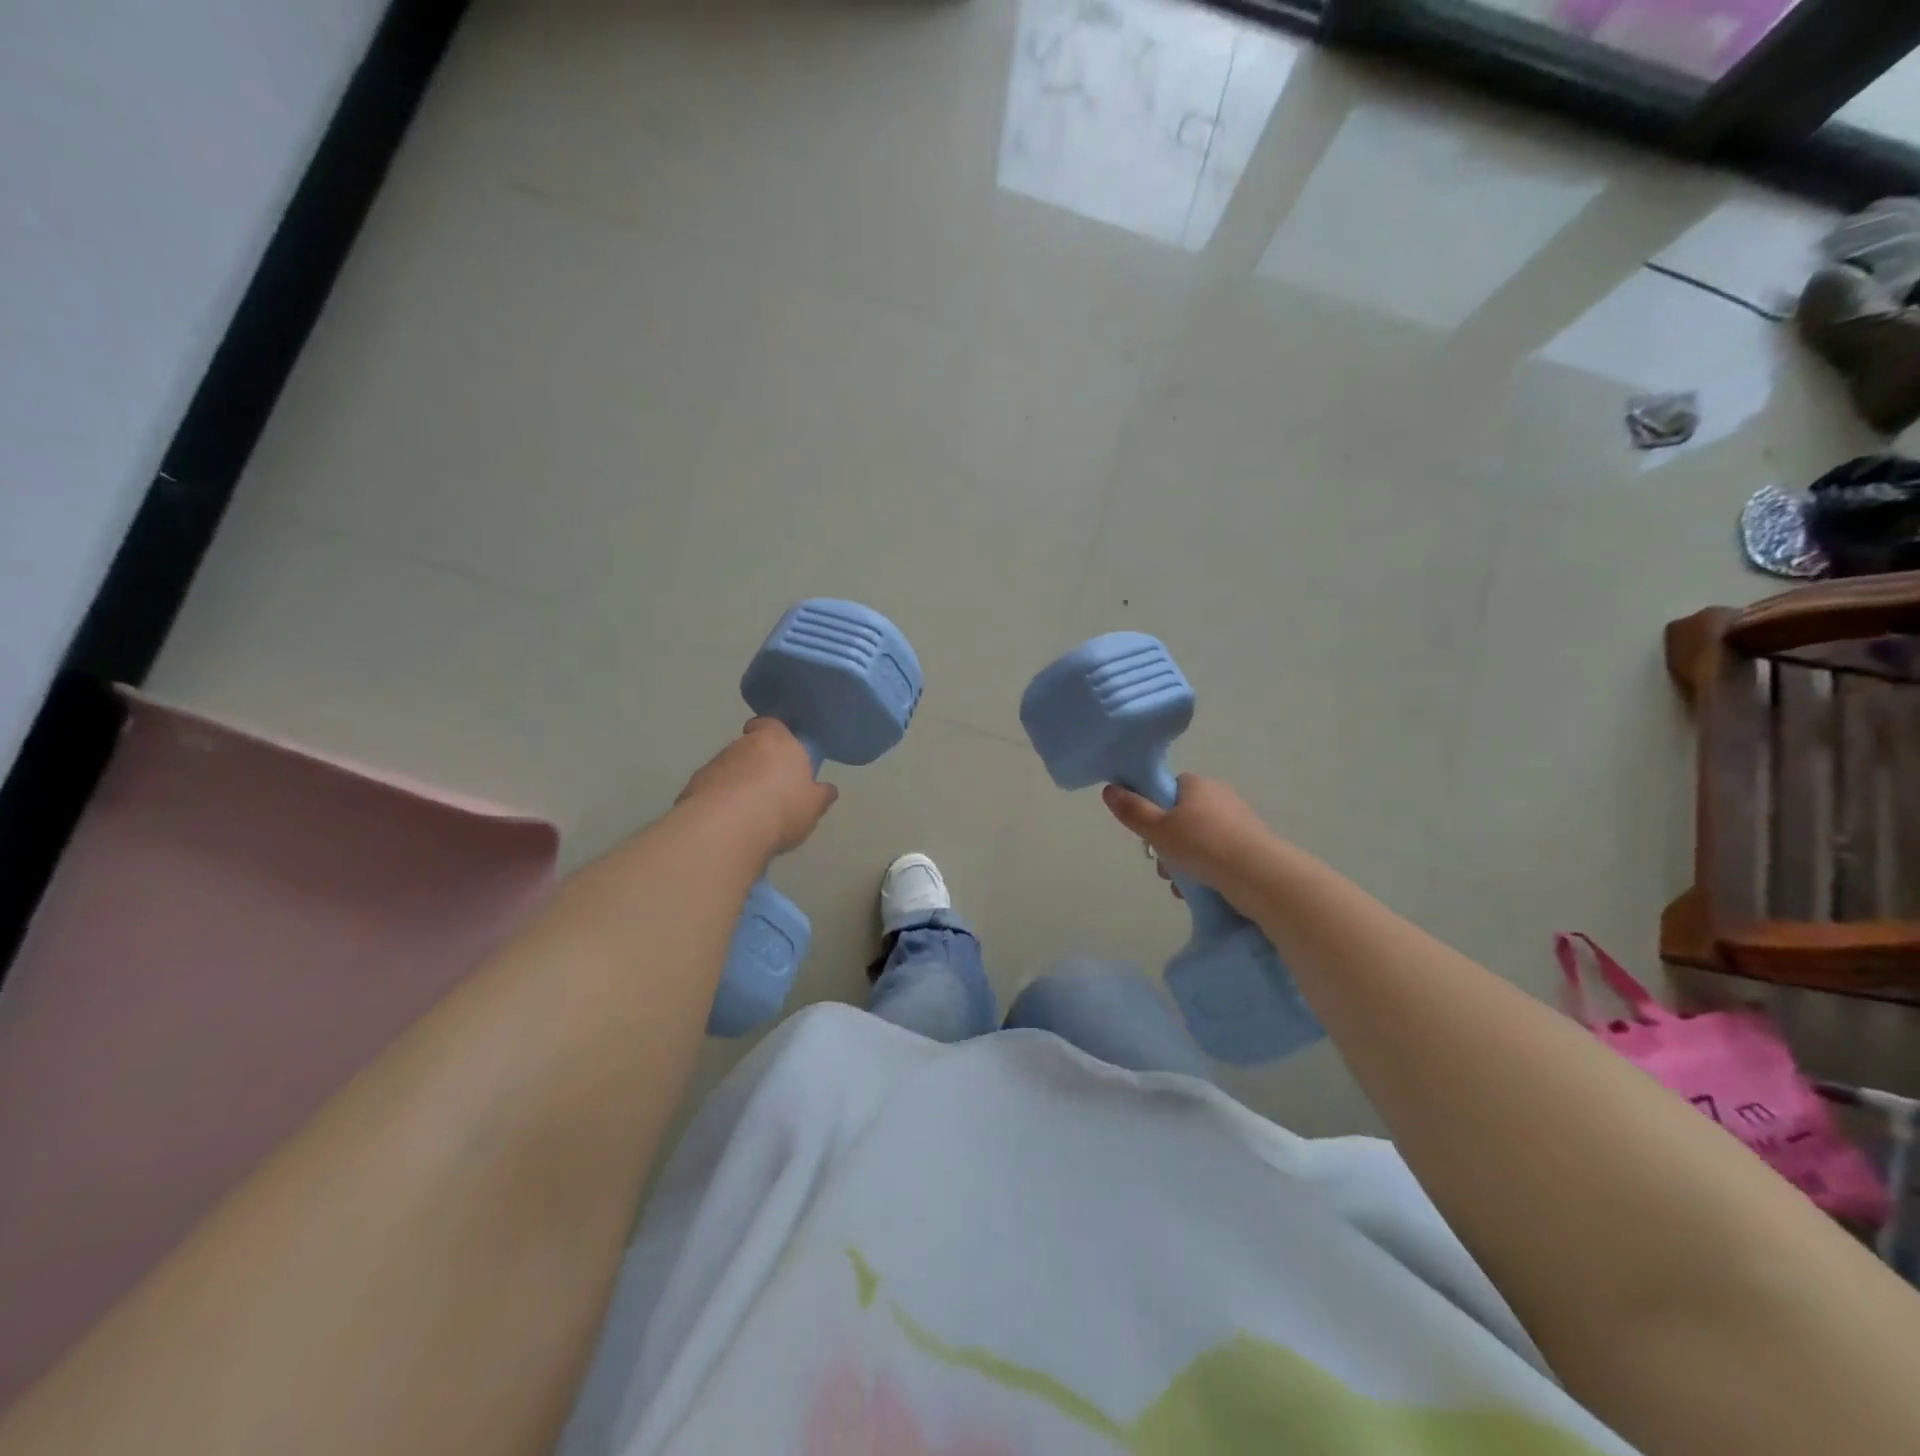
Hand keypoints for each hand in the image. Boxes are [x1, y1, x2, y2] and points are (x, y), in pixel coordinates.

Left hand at [676, 719, 837, 856]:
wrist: (726, 829)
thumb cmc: (781, 808)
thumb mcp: (813, 806)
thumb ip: (820, 795)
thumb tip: (827, 789)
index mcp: (776, 740)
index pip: (771, 723)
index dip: (775, 735)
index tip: (782, 753)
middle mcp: (742, 744)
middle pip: (749, 747)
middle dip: (756, 764)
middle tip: (769, 791)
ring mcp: (713, 764)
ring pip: (728, 768)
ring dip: (735, 783)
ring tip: (747, 814)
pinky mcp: (692, 787)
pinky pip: (711, 790)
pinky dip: (718, 802)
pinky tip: (727, 824)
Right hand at [1102, 774, 1276, 904]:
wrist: (1259, 875)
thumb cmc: (1202, 845)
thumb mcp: (1157, 830)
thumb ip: (1133, 811)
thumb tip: (1109, 789)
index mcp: (1197, 784)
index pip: (1169, 789)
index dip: (1154, 810)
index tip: (1149, 834)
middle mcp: (1219, 796)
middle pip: (1181, 818)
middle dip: (1168, 845)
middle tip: (1163, 867)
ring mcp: (1239, 821)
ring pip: (1199, 840)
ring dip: (1184, 862)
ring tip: (1181, 886)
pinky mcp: (1252, 845)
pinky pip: (1218, 854)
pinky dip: (1206, 870)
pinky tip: (1200, 890)